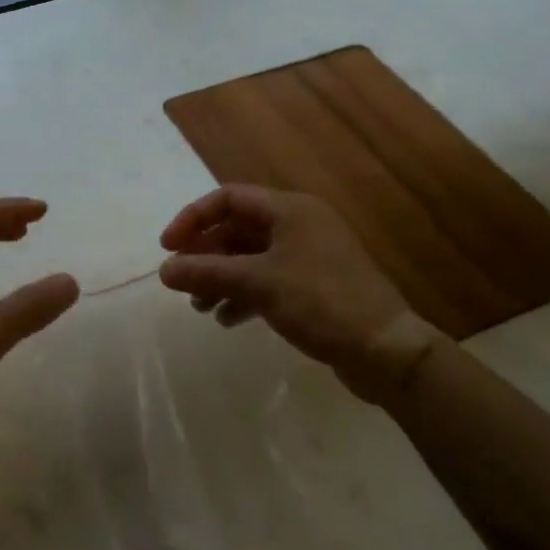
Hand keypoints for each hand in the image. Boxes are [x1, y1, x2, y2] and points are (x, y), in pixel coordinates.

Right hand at [158, 184, 441, 405]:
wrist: (386, 351)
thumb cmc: (321, 302)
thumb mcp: (258, 283)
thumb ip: (207, 272)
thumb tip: (163, 270)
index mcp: (289, 209)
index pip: (228, 198)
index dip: (193, 218)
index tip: (168, 248)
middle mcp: (298, 225)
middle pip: (237, 229)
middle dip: (205, 254)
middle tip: (181, 281)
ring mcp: (308, 255)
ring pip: (249, 257)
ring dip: (220, 277)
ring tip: (200, 306)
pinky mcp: (313, 285)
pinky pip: (266, 279)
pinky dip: (243, 294)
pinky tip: (227, 319)